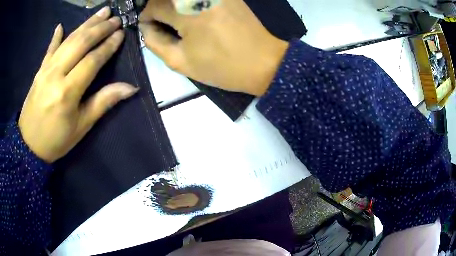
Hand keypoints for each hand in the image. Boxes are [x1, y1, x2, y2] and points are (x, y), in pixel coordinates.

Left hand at [19, 7, 137, 162]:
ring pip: (68, 40)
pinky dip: (56, 36)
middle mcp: (56, 75)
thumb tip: (130, 88)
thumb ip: (103, 102)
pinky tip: (61, 26)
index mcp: (68, 92)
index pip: (92, 60)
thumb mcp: (82, 126)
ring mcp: (45, 70)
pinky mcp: (39, 71)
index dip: (108, 45)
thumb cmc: (57, 140)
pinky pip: (49, 49)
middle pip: (81, 43)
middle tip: (116, 18)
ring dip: (86, 24)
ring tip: (102, 11)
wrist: (29, 146)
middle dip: (100, 28)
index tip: (121, 33)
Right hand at [138, 0, 288, 95]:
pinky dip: (189, 3)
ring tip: (177, 21)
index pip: (153, 5)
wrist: (263, 62)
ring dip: (173, 5)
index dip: (147, 17)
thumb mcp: (180, 61)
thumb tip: (146, 27)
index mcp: (187, 11)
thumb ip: (156, 42)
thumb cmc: (222, 66)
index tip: (150, 28)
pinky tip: (193, 14)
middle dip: (158, 8)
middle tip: (163, 25)